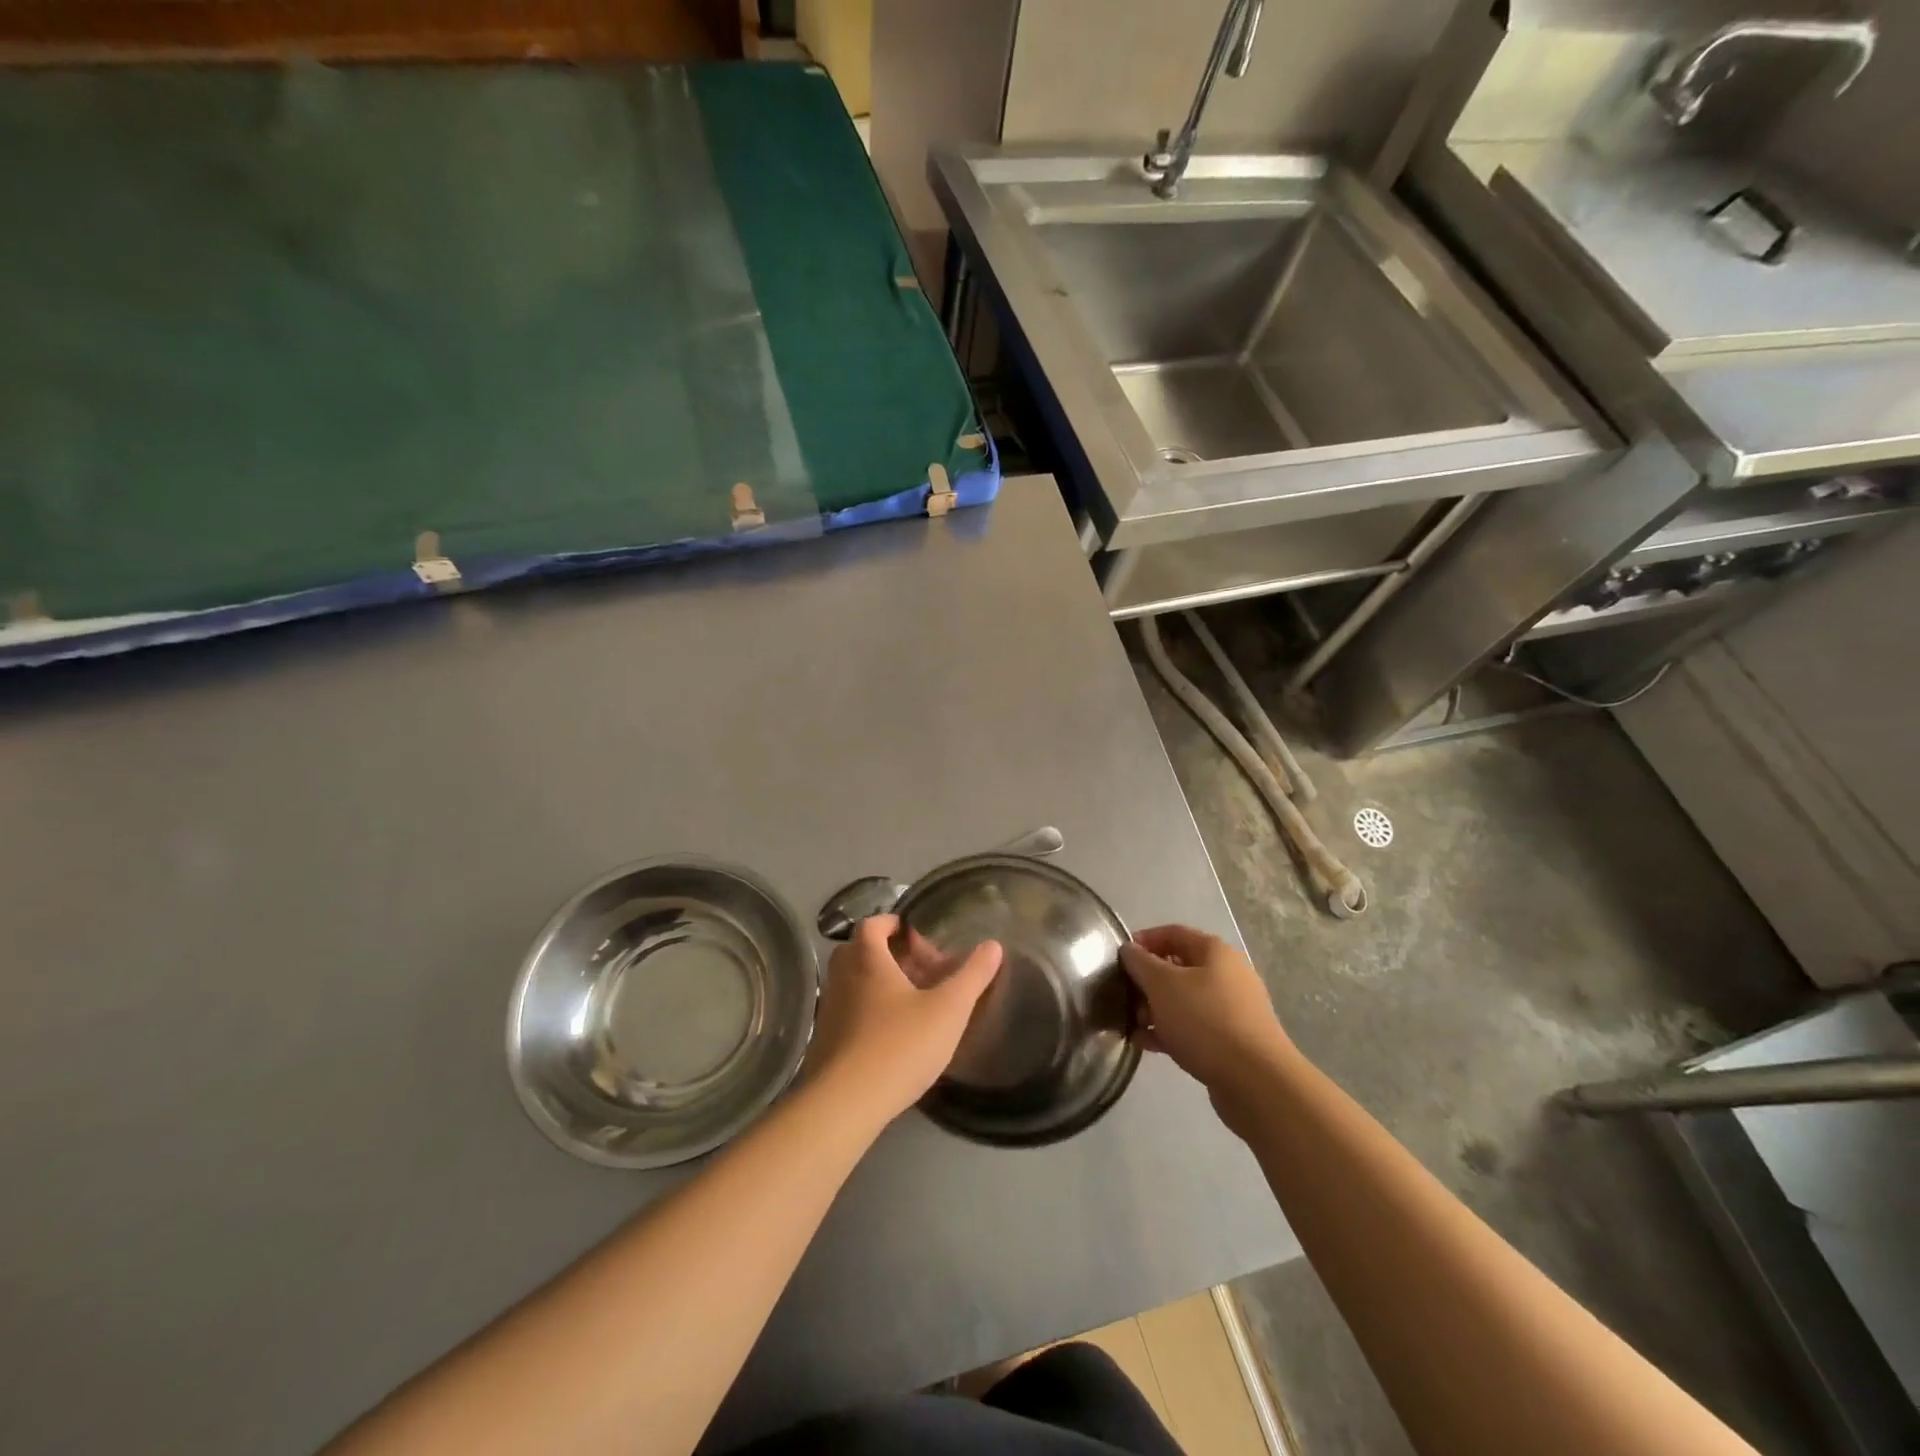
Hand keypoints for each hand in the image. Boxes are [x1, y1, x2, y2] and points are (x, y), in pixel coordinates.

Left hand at [806, 915, 1002, 1127]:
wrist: (845, 1104)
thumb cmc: (899, 1045)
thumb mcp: (948, 1010)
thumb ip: (972, 976)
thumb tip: (993, 945)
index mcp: (866, 959)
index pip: (872, 924)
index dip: (893, 922)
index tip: (916, 933)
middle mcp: (841, 977)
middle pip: (861, 951)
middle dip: (891, 954)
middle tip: (921, 968)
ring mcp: (829, 1009)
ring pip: (855, 982)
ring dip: (881, 984)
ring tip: (914, 1002)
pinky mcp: (825, 1040)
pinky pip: (849, 1010)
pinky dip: (869, 1010)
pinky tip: (894, 1034)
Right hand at [1120, 925, 1293, 1135]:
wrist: (1256, 1081)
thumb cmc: (1205, 1020)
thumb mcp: (1162, 984)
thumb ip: (1140, 963)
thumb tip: (1129, 949)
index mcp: (1214, 952)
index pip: (1173, 933)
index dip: (1144, 940)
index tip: (1119, 958)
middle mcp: (1227, 974)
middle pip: (1178, 968)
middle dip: (1147, 980)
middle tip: (1123, 994)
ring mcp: (1232, 1009)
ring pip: (1184, 1000)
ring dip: (1155, 1008)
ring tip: (1132, 1024)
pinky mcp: (1231, 1040)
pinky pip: (1193, 1026)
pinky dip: (1170, 1030)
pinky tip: (1146, 1043)